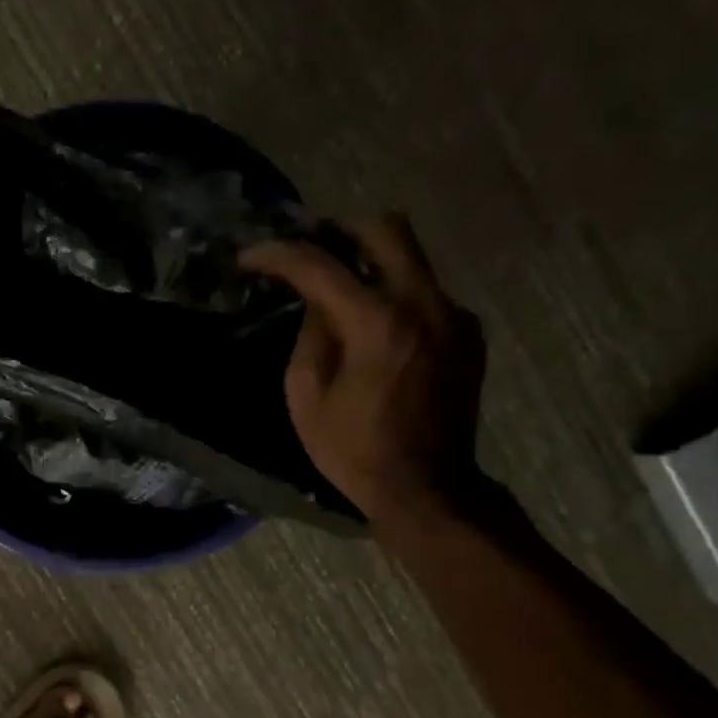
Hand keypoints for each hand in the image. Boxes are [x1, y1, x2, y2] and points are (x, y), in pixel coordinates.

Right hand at [243, 216, 486, 535]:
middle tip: (308, 247)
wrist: (426, 487)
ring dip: (369, 261)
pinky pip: (425, 292)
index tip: (250, 257)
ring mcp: (454, 317)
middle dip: (339, 231)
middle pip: (386, 230)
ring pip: (411, 258)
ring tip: (336, 284)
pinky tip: (372, 324)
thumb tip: (317, 301)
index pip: (320, 265)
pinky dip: (393, 293)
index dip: (277, 254)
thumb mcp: (305, 395)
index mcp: (377, 323)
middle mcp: (424, 305)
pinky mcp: (467, 334)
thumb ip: (310, 335)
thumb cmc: (352, 448)